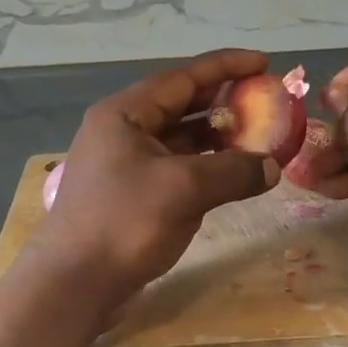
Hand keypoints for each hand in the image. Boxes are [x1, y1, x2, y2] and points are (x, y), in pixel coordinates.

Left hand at [32, 50, 279, 310]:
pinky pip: (176, 169)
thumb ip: (233, 172)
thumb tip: (272, 167)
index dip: (225, 67)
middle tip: (265, 101)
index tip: (263, 63)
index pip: (182, 78)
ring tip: (258, 138)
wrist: (74, 283)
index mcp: (125, 114)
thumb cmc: (124, 223)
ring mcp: (125, 165)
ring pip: (179, 140)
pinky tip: (232, 175)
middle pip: (181, 106)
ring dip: (217, 139)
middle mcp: (123, 132)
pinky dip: (205, 168)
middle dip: (224, 103)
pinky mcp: (132, 196)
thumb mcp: (184, 190)